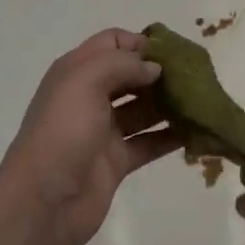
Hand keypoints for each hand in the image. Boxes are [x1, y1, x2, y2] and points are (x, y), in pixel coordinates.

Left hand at [0, 29, 177, 244]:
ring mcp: (103, 130)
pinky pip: (149, 142)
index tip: (171, 51)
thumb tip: (154, 68)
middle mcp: (90, 96)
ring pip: (142, 109)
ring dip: (169, 103)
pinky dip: (170, 137)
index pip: (110, 43)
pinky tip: (196, 132)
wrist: (42, 201)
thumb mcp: (85, 81)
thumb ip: (122, 64)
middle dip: (159, 72)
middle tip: (194, 76)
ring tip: (202, 100)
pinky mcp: (116, 161)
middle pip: (129, 75)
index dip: (139, 42)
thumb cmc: (62, 131)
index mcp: (76, 72)